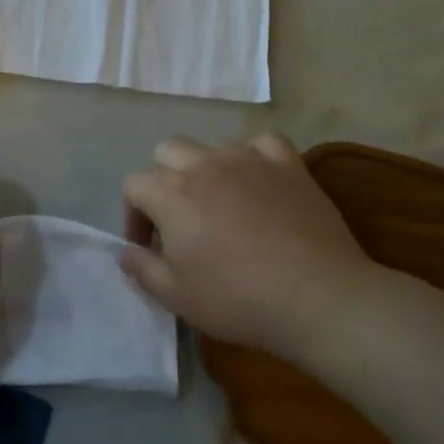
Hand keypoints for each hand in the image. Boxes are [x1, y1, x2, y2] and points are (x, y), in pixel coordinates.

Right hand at [121, 134, 377, 357]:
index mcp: (171, 193)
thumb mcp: (175, 296)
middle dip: (164, 180)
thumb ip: (142, 269)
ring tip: (219, 203)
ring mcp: (250, 160)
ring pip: (213, 145)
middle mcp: (205, 165)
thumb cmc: (237, 299)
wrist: (316, 297)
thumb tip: (127, 252)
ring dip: (206, 169)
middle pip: (168, 151)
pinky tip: (258, 181)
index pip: (134, 184)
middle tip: (178, 218)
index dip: (134, 215)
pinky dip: (254, 157)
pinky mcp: (289, 165)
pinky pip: (263, 143)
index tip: (149, 246)